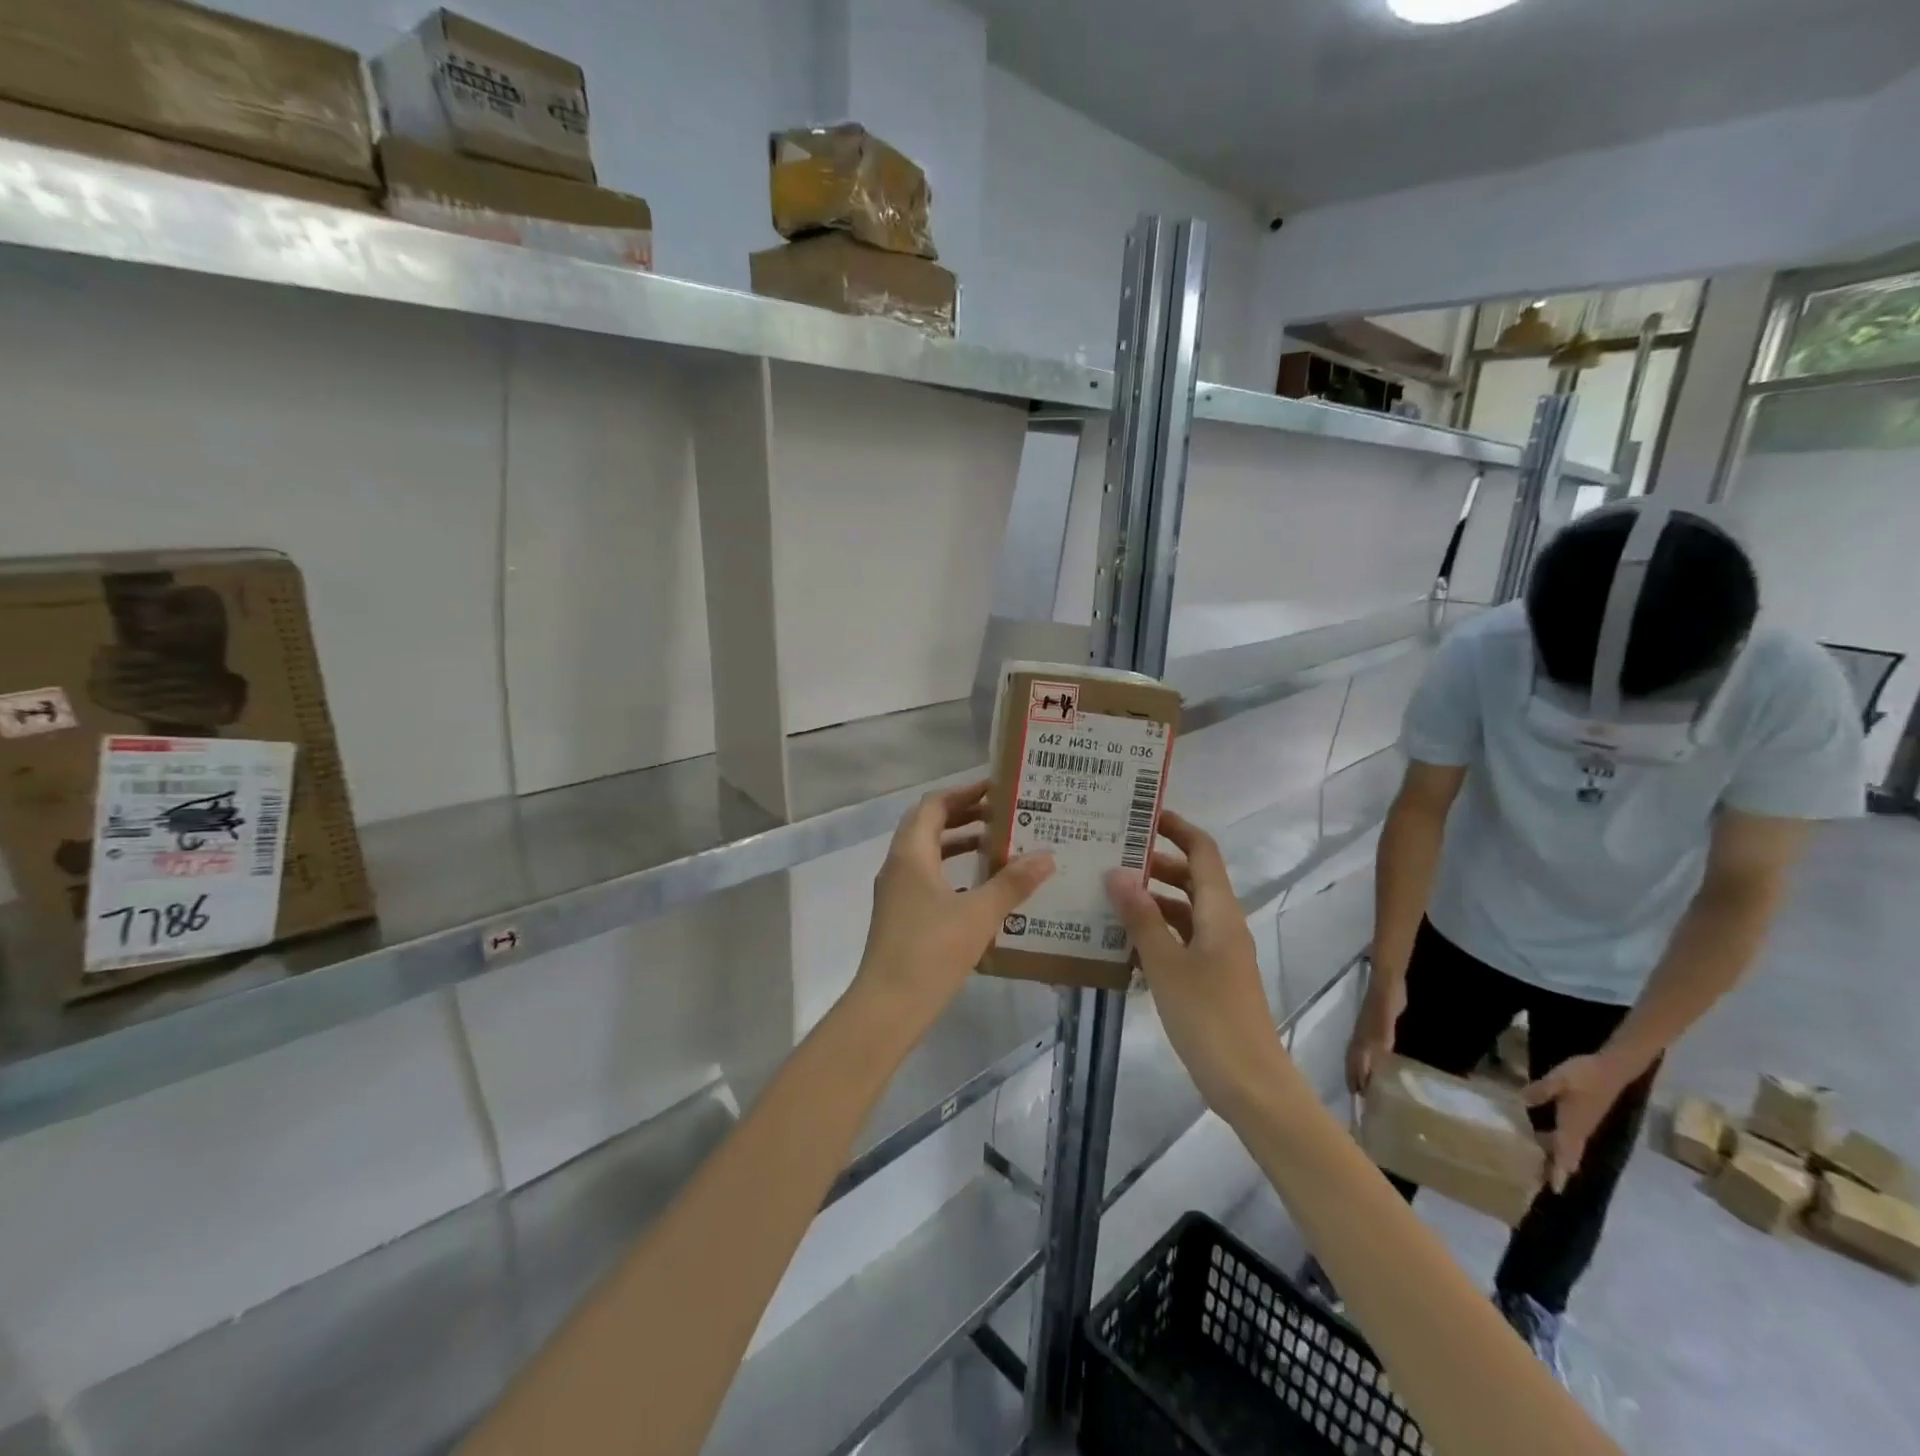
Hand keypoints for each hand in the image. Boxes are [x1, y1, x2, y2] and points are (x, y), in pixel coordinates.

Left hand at [852, 781, 1052, 1032]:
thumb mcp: (979, 915)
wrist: (887, 1007)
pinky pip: (927, 878)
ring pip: (928, 853)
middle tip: (1003, 815)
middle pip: (929, 825)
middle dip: (964, 815)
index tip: (997, 790)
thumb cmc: (931, 952)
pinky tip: (981, 889)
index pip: (934, 805)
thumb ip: (1012, 883)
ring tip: (997, 846)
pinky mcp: (900, 915)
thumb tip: (1046, 855)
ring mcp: (896, 892)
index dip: (965, 792)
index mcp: (911, 854)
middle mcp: (898, 865)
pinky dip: (953, 872)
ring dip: (958, 843)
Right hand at [1104, 810, 1297, 1118]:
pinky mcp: (1212, 977)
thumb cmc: (1209, 1017)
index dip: (1177, 828)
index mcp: (1219, 911)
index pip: (1202, 851)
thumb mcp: (1167, 964)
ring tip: (1107, 893)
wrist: (1251, 1083)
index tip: (1142, 814)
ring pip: (1184, 910)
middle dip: (1155, 862)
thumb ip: (1141, 917)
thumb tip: (1117, 872)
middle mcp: (1222, 923)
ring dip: (1151, 899)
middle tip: (1110, 854)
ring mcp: (1219, 952)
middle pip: (1191, 877)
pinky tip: (1122, 941)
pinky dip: (1156, 931)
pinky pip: (1181, 939)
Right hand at [1346, 974, 1406, 1094]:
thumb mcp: (1385, 1019)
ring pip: (1360, 1057)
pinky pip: (1369, 1052)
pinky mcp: (1376, 1031)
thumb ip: (1381, 1038)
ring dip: (1361, 1073)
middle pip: (1354, 1062)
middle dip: (1355, 1079)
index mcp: (1362, 1038)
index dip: (1355, 1079)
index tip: (1357, 1100)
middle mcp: (1361, 1038)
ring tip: (1367, 1089)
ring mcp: (1367, 1033)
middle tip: (1361, 1100)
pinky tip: (1379, 1069)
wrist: (1386, 981)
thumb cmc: (1386, 999)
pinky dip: (1370, 1064)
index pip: (1355, 1063)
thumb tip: (1375, 1062)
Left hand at [1523, 1053, 1632, 1191]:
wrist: (1611, 1070)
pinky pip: (1568, 1138)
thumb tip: (1521, 1102)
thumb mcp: (1558, 1079)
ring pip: (1568, 1148)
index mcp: (1574, 1126)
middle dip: (1555, 1170)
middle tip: (1538, 1181)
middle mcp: (1580, 1131)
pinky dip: (1557, 1144)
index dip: (1559, 1171)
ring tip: (1536, 1163)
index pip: (1565, 1154)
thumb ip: (1540, 1090)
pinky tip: (1541, 1138)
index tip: (1554, 1190)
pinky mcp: (1583, 1118)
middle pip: (1567, 1156)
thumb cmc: (1584, 1075)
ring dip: (1554, 1157)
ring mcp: (1583, 1125)